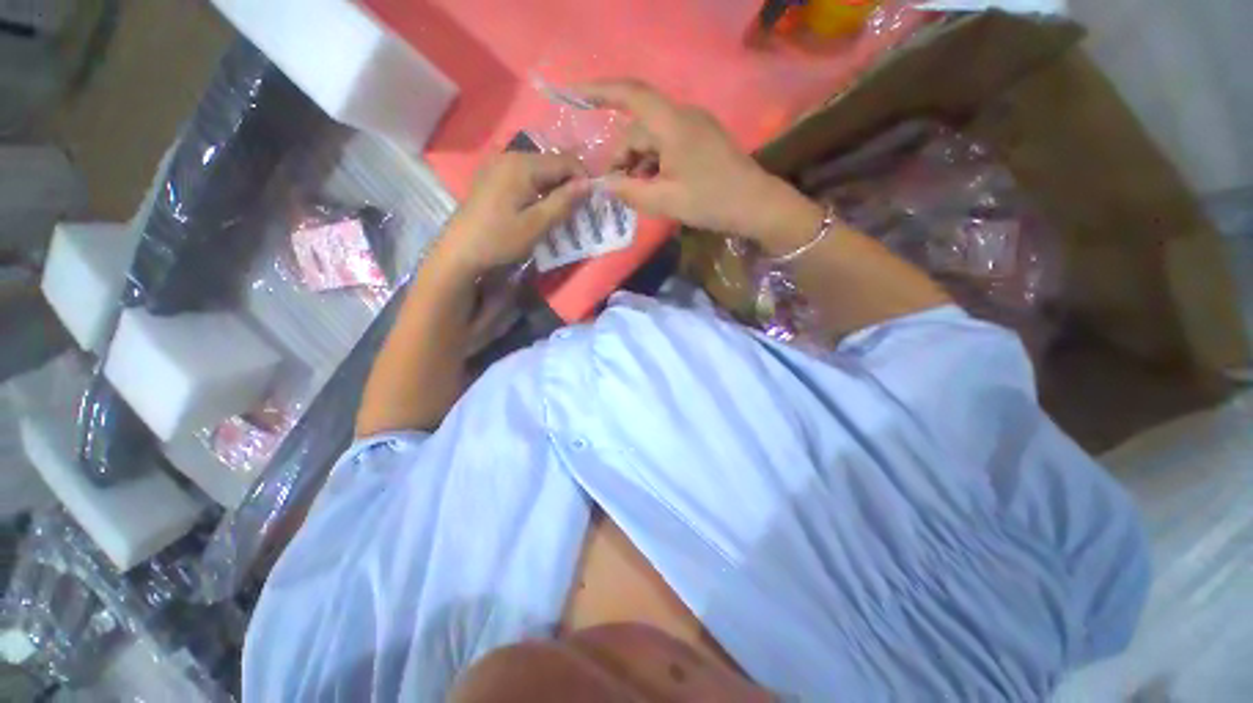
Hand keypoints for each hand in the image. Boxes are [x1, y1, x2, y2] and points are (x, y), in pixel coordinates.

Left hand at [433, 152, 589, 277]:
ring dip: (555, 187)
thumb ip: (564, 202)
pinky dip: (539, 189)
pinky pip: (525, 176)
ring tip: (561, 211)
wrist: (461, 251)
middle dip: (569, 183)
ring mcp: (499, 165)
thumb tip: (588, 184)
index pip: (565, 161)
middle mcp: (511, 156)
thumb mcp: (537, 224)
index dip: (583, 178)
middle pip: (552, 162)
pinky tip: (539, 207)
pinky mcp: (493, 177)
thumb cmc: (500, 239)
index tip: (591, 202)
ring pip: (539, 170)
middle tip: (578, 209)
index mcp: (523, 165)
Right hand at [576, 79, 823, 250]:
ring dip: (638, 163)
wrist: (756, 205)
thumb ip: (630, 191)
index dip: (598, 91)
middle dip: (621, 156)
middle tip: (614, 188)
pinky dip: (654, 164)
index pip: (630, 94)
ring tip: (635, 193)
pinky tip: (653, 186)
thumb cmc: (712, 201)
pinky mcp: (701, 140)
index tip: (573, 96)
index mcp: (672, 123)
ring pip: (653, 139)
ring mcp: (694, 127)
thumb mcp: (666, 201)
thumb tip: (604, 184)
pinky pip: (668, 145)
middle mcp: (682, 116)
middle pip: (639, 127)